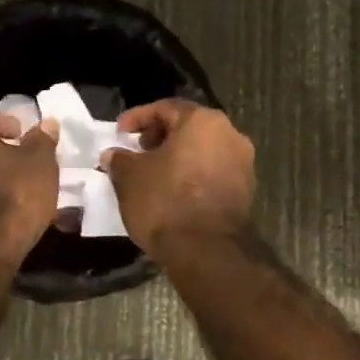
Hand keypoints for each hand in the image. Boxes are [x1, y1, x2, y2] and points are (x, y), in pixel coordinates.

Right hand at [101, 100, 254, 255]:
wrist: (207, 250)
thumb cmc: (166, 201)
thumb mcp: (130, 177)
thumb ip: (120, 159)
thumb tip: (113, 155)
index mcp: (202, 121)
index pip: (165, 108)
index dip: (138, 118)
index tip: (119, 133)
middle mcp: (230, 134)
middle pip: (189, 127)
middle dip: (161, 136)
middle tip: (138, 151)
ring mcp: (243, 163)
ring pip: (203, 150)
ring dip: (178, 157)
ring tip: (154, 174)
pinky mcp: (246, 190)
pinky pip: (213, 172)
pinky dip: (193, 175)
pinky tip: (174, 191)